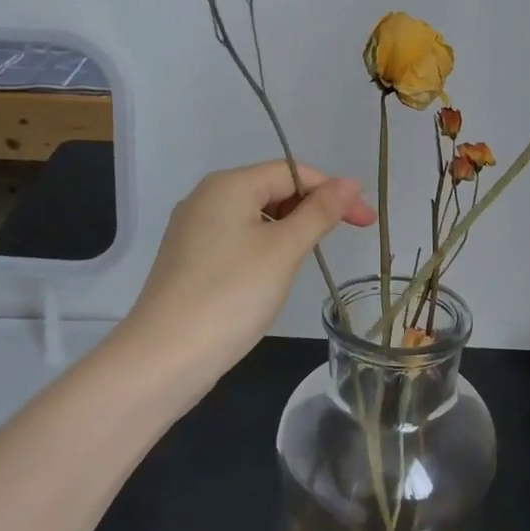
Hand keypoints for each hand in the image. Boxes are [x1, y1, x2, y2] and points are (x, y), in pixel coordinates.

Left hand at [126, 160, 374, 380]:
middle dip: (311, 208)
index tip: (365, 221)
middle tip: (344, 238)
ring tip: (308, 258)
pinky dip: (264, 247)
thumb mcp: (284, 250)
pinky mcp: (189, 258)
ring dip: (289, 229)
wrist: (163, 359)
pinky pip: (237, 238)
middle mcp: (206, 197)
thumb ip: (320, 212)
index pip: (292, 171)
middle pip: (272, 188)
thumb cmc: (231, 296)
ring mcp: (193, 229)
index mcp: (228, 185)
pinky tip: (273, 273)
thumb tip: (351, 183)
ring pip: (255, 215)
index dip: (332, 191)